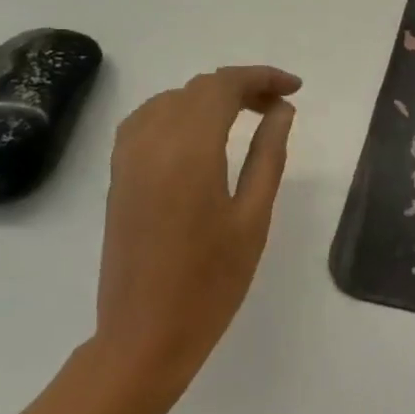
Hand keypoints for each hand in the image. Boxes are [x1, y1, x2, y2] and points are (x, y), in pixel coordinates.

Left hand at [90, 65, 300, 405]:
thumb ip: (268, 155)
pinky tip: (200, 135)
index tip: (296, 89)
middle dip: (242, 87)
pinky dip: (178, 112)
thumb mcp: (253, 217)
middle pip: (198, 89)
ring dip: (209, 97)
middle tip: (279, 107)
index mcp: (189, 151)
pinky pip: (146, 121)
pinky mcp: (118, 177)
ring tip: (245, 116)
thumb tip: (281, 111)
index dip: (262, 78)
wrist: (145, 335)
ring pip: (170, 100)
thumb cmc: (212, 282)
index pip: (224, 87)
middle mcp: (152, 143)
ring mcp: (128, 159)